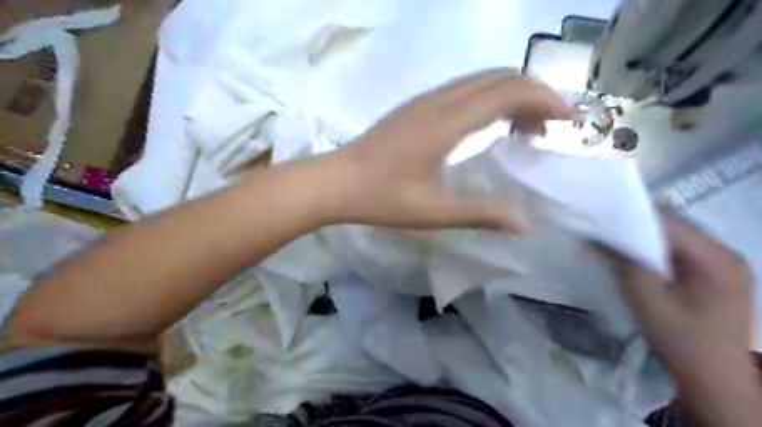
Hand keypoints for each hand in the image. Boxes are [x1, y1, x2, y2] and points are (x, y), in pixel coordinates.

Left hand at [323, 69, 577, 229]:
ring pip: (482, 80)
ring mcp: (426, 100)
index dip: (548, 100)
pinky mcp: (417, 106)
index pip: (511, 91)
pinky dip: (489, 99)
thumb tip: (523, 224)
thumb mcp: (434, 212)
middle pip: (501, 77)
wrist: (336, 181)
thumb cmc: (382, 198)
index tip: (570, 123)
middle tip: (550, 131)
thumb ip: (481, 213)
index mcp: (448, 122)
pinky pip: (463, 90)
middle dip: (535, 96)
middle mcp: (440, 100)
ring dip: (512, 96)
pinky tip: (489, 127)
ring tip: (526, 130)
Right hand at [614, 212, 758, 426]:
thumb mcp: (645, 299)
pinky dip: (654, 251)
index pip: (669, 222)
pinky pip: (678, 252)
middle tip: (602, 231)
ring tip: (613, 243)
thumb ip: (623, 262)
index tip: (599, 217)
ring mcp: (722, 265)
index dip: (631, 215)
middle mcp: (725, 254)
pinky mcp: (714, 275)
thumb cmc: (680, 339)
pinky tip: (635, 259)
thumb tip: (597, 236)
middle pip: (673, 226)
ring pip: (674, 238)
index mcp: (716, 259)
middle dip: (635, 226)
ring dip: (643, 239)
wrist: (713, 379)